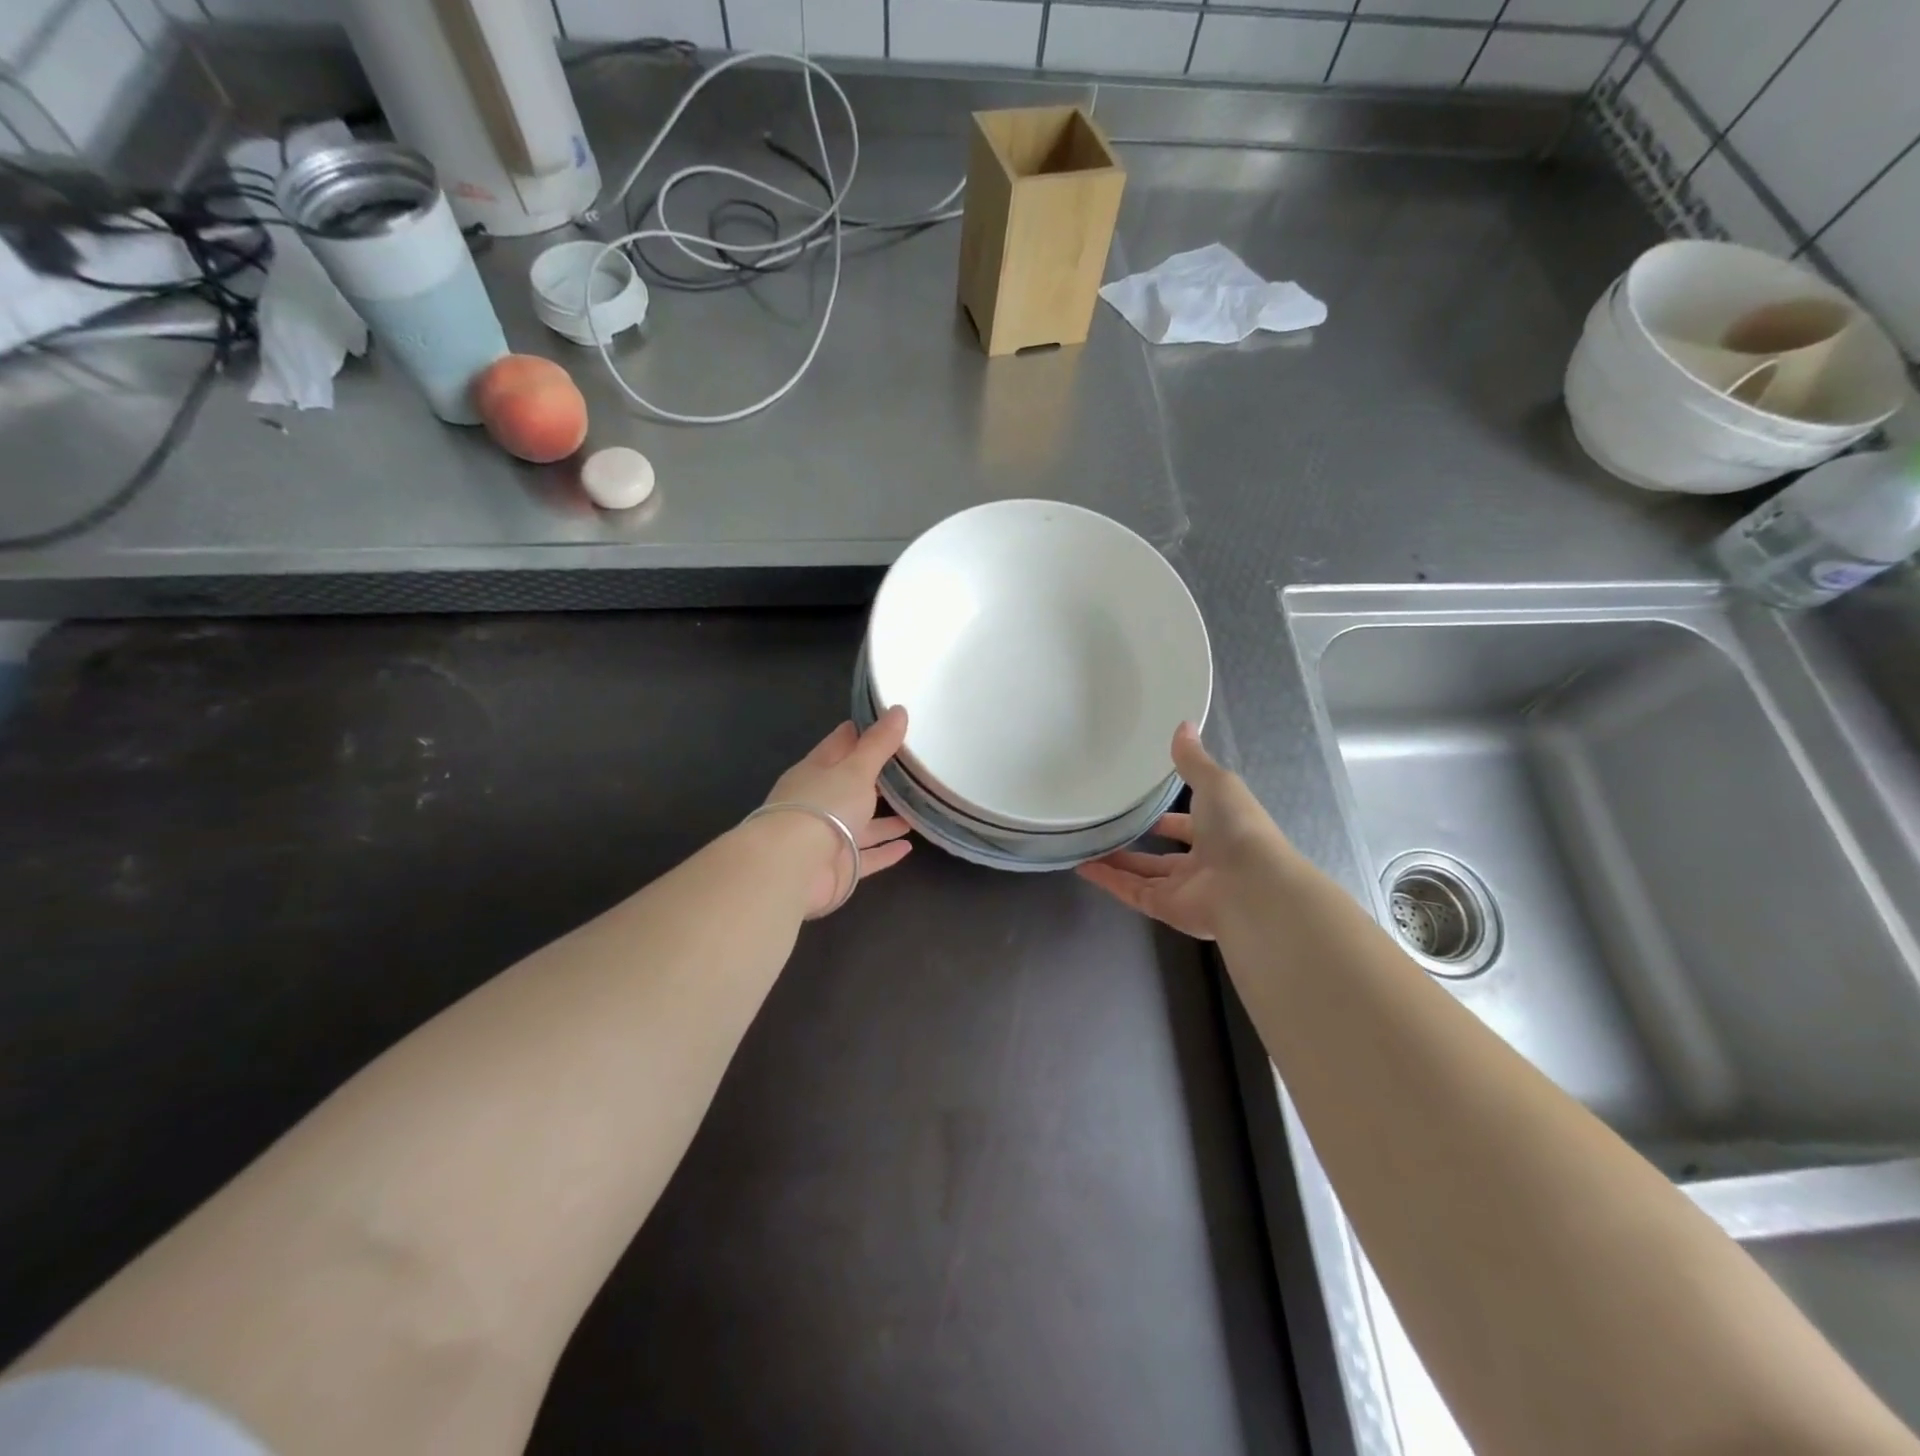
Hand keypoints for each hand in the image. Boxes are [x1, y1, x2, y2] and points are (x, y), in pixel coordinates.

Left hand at [763, 706, 913, 914]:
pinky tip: (908, 846)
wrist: (795, 867)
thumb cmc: (824, 806)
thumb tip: (899, 709)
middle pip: (852, 785)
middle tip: (910, 769)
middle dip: (878, 778)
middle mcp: (820, 802)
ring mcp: (827, 836)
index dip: (862, 733)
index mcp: (817, 770)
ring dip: (885, 819)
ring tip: (916, 809)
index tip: (888, 724)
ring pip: (861, 823)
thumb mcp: (856, 768)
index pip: (840, 744)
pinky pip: (867, 856)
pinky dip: (885, 851)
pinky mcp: (838, 867)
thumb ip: (879, 743)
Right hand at [1076, 723, 1289, 940]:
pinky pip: (1132, 893)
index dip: (1167, 818)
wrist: (1250, 886)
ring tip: (1083, 845)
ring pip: (1143, 875)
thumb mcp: (1215, 783)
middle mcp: (1203, 863)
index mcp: (1219, 833)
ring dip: (1115, 862)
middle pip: (1163, 855)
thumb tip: (1182, 724)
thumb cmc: (1236, 828)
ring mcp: (1184, 889)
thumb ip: (1193, 761)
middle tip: (1104, 827)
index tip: (1140, 805)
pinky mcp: (1166, 908)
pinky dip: (1108, 881)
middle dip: (1137, 843)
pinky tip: (1082, 866)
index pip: (1188, 825)